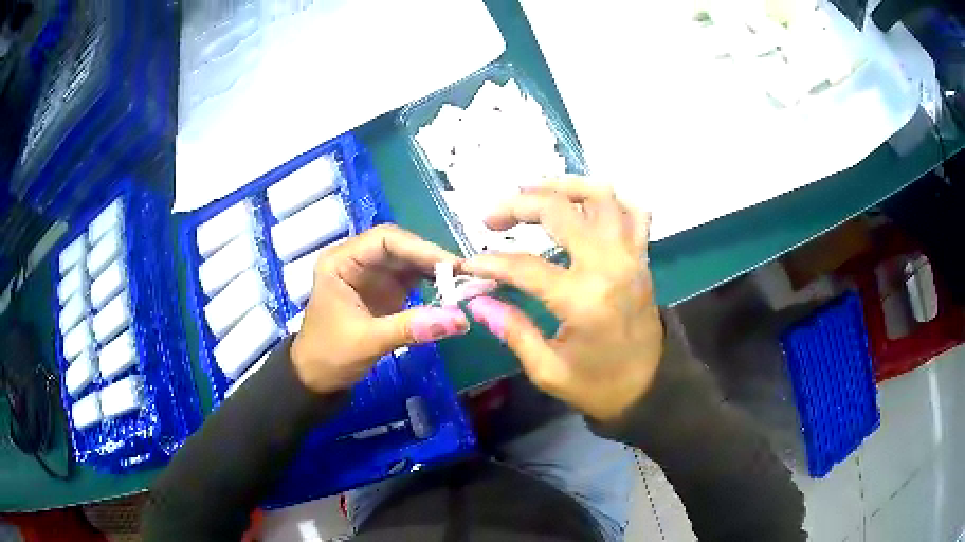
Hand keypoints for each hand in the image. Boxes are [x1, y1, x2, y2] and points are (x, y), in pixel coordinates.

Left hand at [291, 225, 469, 393]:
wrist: (316, 379)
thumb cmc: (330, 355)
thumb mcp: (368, 341)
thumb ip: (412, 327)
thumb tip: (460, 320)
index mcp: (341, 261)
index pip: (385, 239)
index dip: (420, 247)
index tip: (452, 265)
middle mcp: (357, 260)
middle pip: (400, 247)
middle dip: (431, 258)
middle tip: (466, 274)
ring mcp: (371, 275)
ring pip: (408, 261)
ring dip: (435, 270)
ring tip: (465, 282)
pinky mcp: (383, 291)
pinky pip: (411, 279)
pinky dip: (432, 283)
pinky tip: (451, 290)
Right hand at [461, 178, 662, 421]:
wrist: (651, 387)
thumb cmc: (599, 386)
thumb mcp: (548, 371)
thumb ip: (512, 331)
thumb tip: (477, 302)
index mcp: (583, 301)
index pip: (525, 267)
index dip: (490, 263)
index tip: (468, 265)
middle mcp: (610, 266)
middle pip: (560, 211)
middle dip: (518, 206)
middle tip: (491, 218)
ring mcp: (631, 255)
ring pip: (601, 195)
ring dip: (563, 186)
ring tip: (533, 192)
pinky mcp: (642, 256)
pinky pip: (632, 211)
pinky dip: (609, 199)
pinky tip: (585, 204)